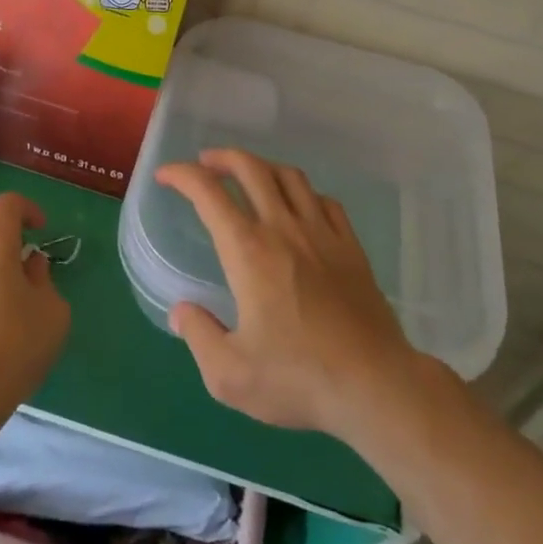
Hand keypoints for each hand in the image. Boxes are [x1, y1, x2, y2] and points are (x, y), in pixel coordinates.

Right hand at [156, 149, 419, 436]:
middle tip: (205, 164)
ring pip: (290, 177)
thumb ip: (198, 336)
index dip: (182, 175)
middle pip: (251, 168)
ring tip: (248, 175)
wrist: (376, 386)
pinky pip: (325, 201)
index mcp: (248, 251)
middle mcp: (284, 229)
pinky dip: (303, 192)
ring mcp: (323, 234)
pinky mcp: (351, 248)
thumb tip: (182, 311)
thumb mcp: (229, 374)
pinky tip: (298, 206)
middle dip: (222, 157)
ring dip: (262, 166)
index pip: (208, 193)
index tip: (165, 176)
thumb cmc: (298, 379)